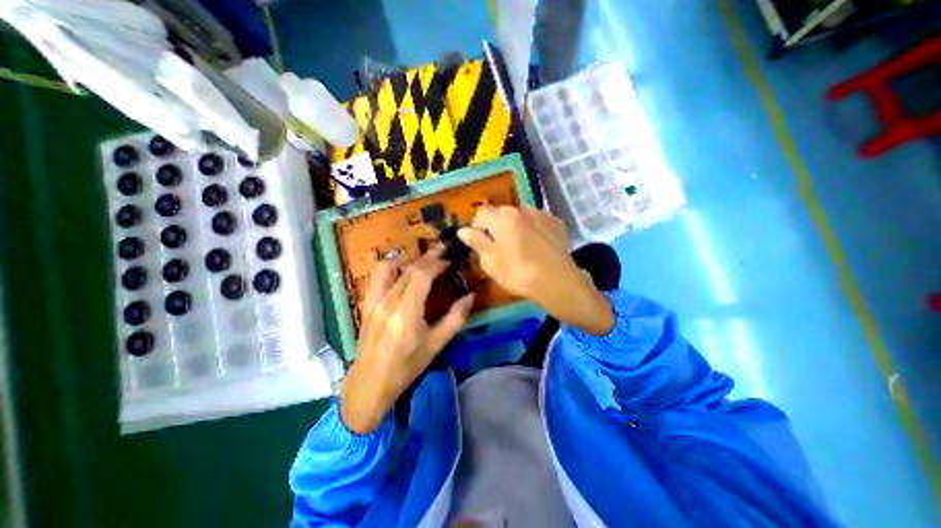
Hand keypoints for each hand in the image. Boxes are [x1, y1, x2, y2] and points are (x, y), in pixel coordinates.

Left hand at [338, 245, 473, 433]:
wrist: (371, 381)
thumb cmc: (407, 365)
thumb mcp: (436, 343)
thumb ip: (456, 318)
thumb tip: (471, 296)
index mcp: (406, 311)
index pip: (422, 274)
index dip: (437, 263)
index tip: (450, 260)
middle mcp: (388, 300)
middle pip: (409, 268)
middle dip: (428, 258)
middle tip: (443, 254)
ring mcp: (373, 300)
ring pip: (389, 266)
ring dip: (407, 259)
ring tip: (422, 262)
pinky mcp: (367, 303)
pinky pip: (378, 276)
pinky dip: (392, 268)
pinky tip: (403, 273)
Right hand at [459, 203, 617, 333]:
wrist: (557, 281)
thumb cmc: (518, 272)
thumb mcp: (490, 261)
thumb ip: (476, 242)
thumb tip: (463, 230)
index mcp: (503, 216)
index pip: (481, 213)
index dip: (477, 228)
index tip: (481, 244)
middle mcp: (522, 208)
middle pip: (501, 213)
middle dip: (496, 227)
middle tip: (499, 249)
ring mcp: (541, 214)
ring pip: (520, 217)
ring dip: (515, 227)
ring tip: (519, 248)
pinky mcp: (556, 223)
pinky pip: (536, 222)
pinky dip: (531, 230)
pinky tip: (536, 247)